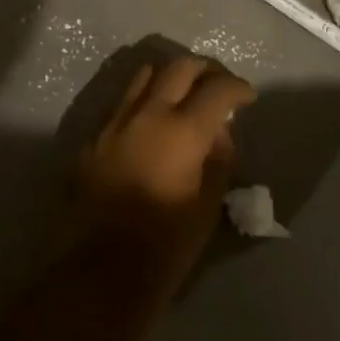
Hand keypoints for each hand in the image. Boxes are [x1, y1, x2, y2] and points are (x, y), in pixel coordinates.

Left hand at [74, 54, 253, 280]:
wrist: (98, 273)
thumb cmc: (164, 247)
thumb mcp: (207, 206)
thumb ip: (217, 161)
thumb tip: (217, 135)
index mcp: (182, 131)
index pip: (217, 89)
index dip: (237, 88)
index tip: (247, 97)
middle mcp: (146, 114)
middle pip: (179, 67)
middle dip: (204, 70)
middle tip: (217, 87)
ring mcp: (114, 122)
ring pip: (144, 75)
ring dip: (169, 77)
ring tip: (182, 96)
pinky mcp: (92, 137)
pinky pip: (121, 102)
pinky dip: (142, 101)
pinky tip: (150, 125)